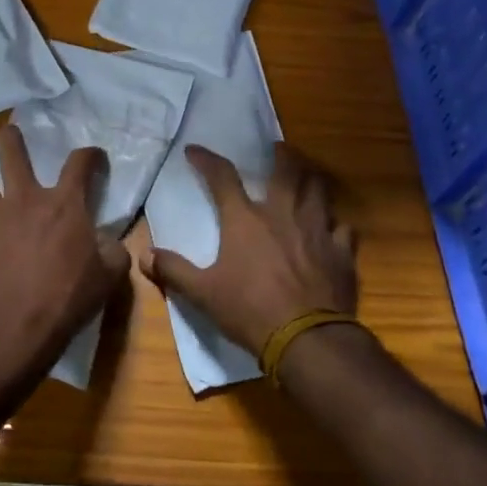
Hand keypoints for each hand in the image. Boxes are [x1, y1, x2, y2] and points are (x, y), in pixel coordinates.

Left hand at [0, 124, 130, 394]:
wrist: (11, 330)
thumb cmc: (66, 301)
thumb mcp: (108, 278)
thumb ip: (113, 251)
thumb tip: (109, 241)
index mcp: (64, 205)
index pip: (80, 163)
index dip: (90, 155)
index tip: (94, 156)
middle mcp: (24, 199)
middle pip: (12, 154)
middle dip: (11, 139)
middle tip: (9, 133)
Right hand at [146, 144, 356, 357]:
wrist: (307, 338)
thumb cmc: (250, 310)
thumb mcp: (203, 293)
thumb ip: (173, 270)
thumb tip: (144, 255)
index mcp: (245, 220)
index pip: (222, 177)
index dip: (206, 160)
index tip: (195, 150)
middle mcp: (282, 213)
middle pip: (286, 170)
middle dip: (281, 154)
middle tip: (278, 147)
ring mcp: (316, 229)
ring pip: (319, 191)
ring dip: (311, 179)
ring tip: (307, 176)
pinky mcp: (341, 251)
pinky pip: (343, 228)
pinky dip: (336, 225)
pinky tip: (333, 228)